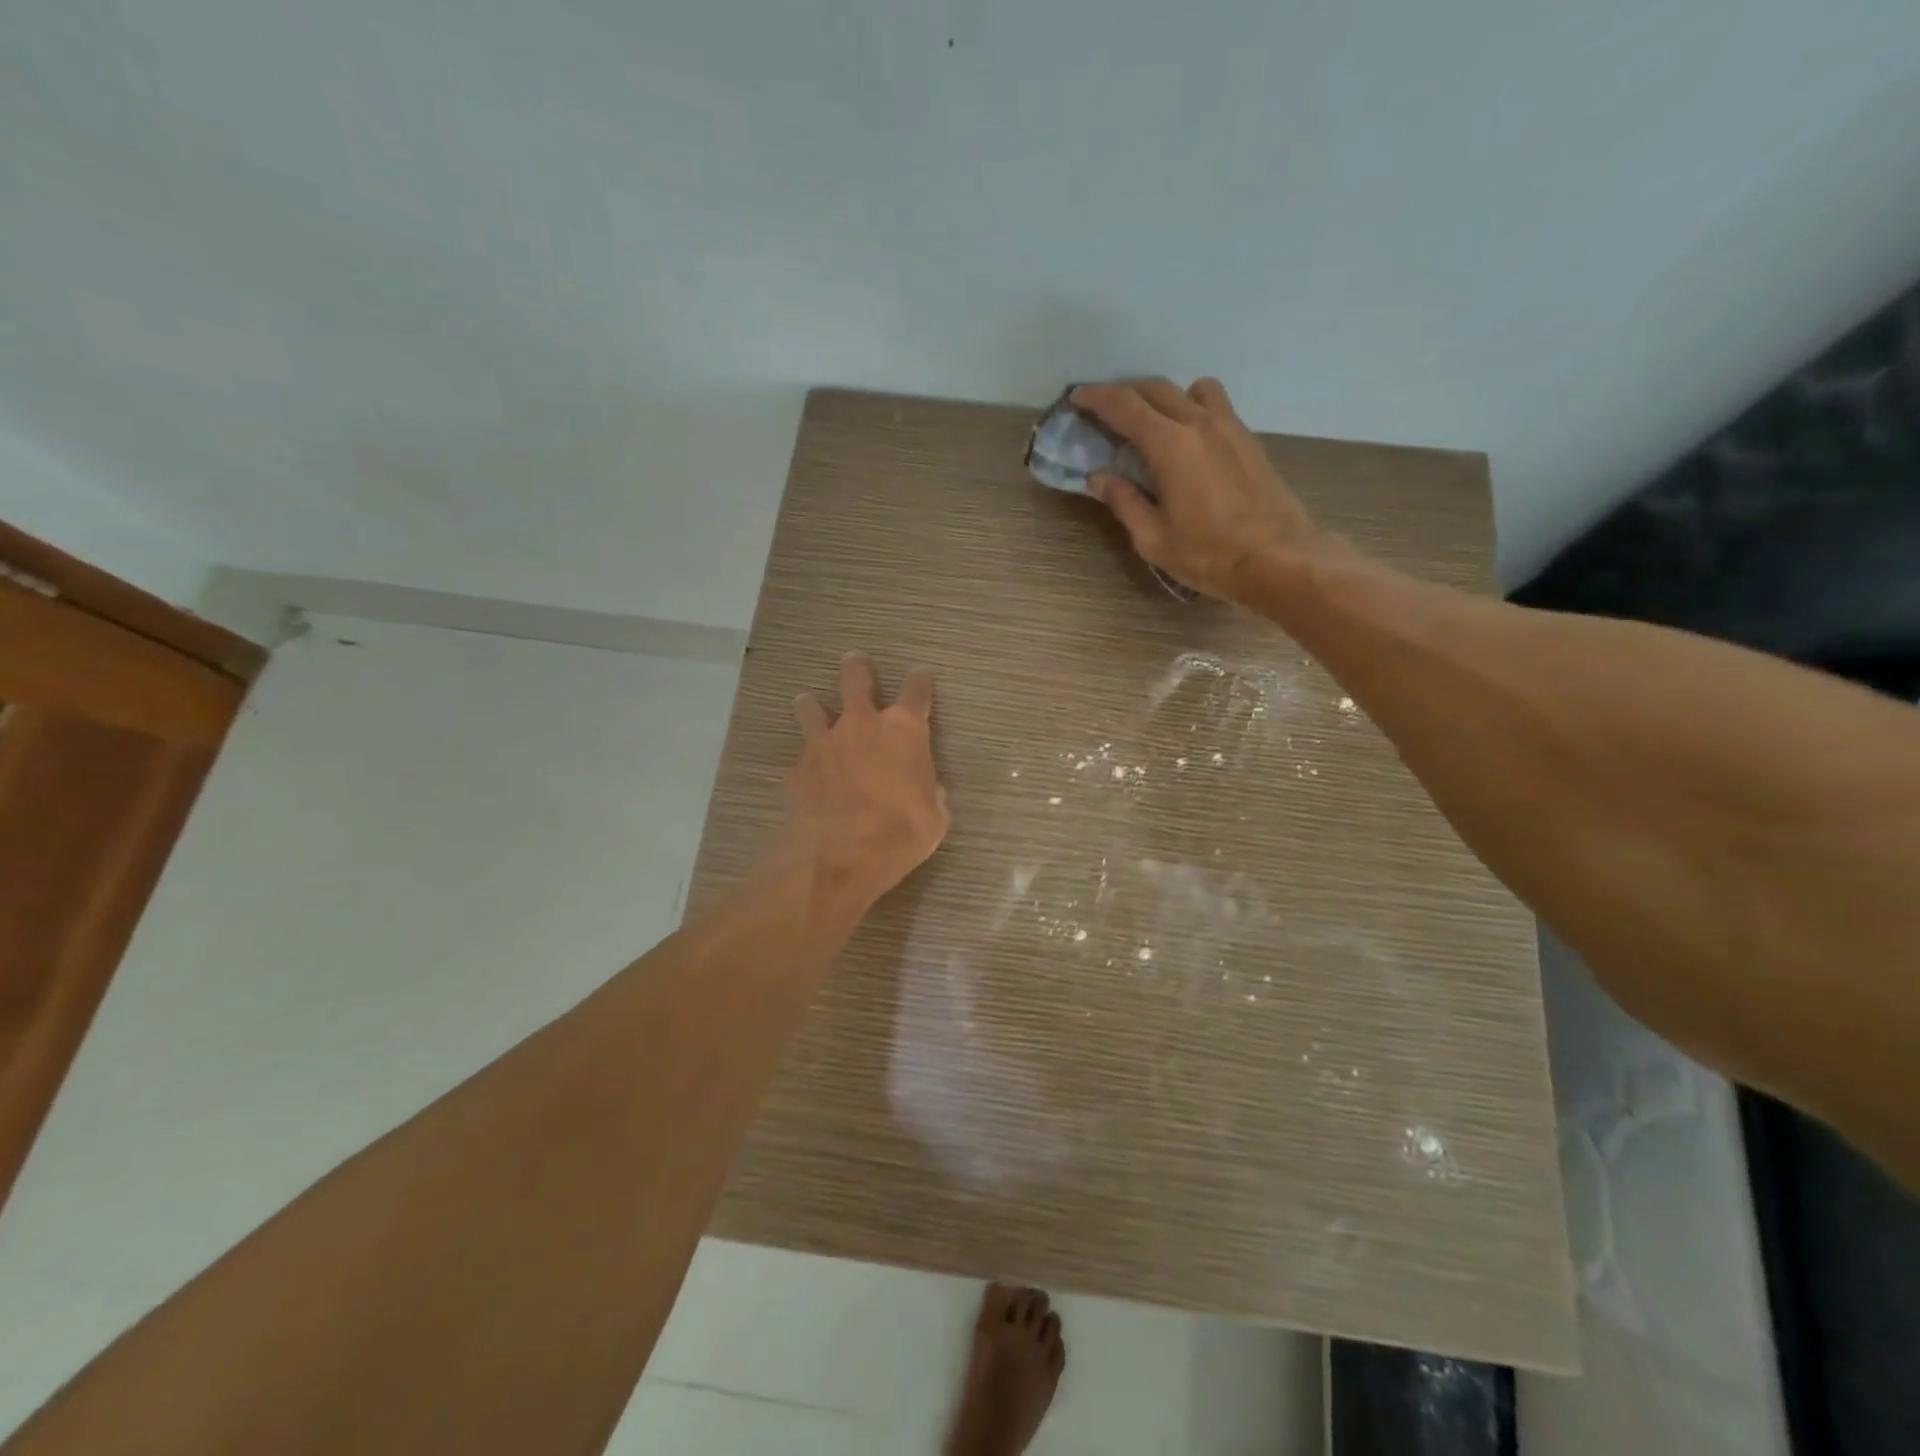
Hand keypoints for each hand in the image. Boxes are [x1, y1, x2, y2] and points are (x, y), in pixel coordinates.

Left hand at [780, 653, 949, 907]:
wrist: (838, 856)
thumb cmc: (900, 834)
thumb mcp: (933, 819)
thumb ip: (931, 795)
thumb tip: (929, 790)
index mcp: (904, 731)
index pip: (916, 692)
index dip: (919, 681)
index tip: (920, 674)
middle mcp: (862, 725)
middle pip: (856, 679)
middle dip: (857, 668)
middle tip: (854, 660)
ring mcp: (824, 743)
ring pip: (813, 708)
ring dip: (813, 705)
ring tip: (809, 702)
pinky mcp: (797, 768)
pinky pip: (801, 756)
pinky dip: (805, 760)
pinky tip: (804, 772)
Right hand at [1072, 378, 1321, 603]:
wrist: (1278, 558)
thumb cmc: (1208, 554)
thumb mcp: (1153, 538)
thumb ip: (1123, 501)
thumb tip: (1097, 477)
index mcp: (1171, 445)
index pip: (1125, 406)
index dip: (1097, 398)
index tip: (1077, 398)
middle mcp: (1200, 423)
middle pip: (1156, 389)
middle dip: (1125, 393)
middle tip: (1104, 410)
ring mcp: (1230, 428)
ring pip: (1192, 390)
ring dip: (1165, 396)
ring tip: (1152, 422)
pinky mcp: (1249, 440)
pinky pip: (1217, 406)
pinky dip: (1193, 409)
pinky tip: (1188, 440)